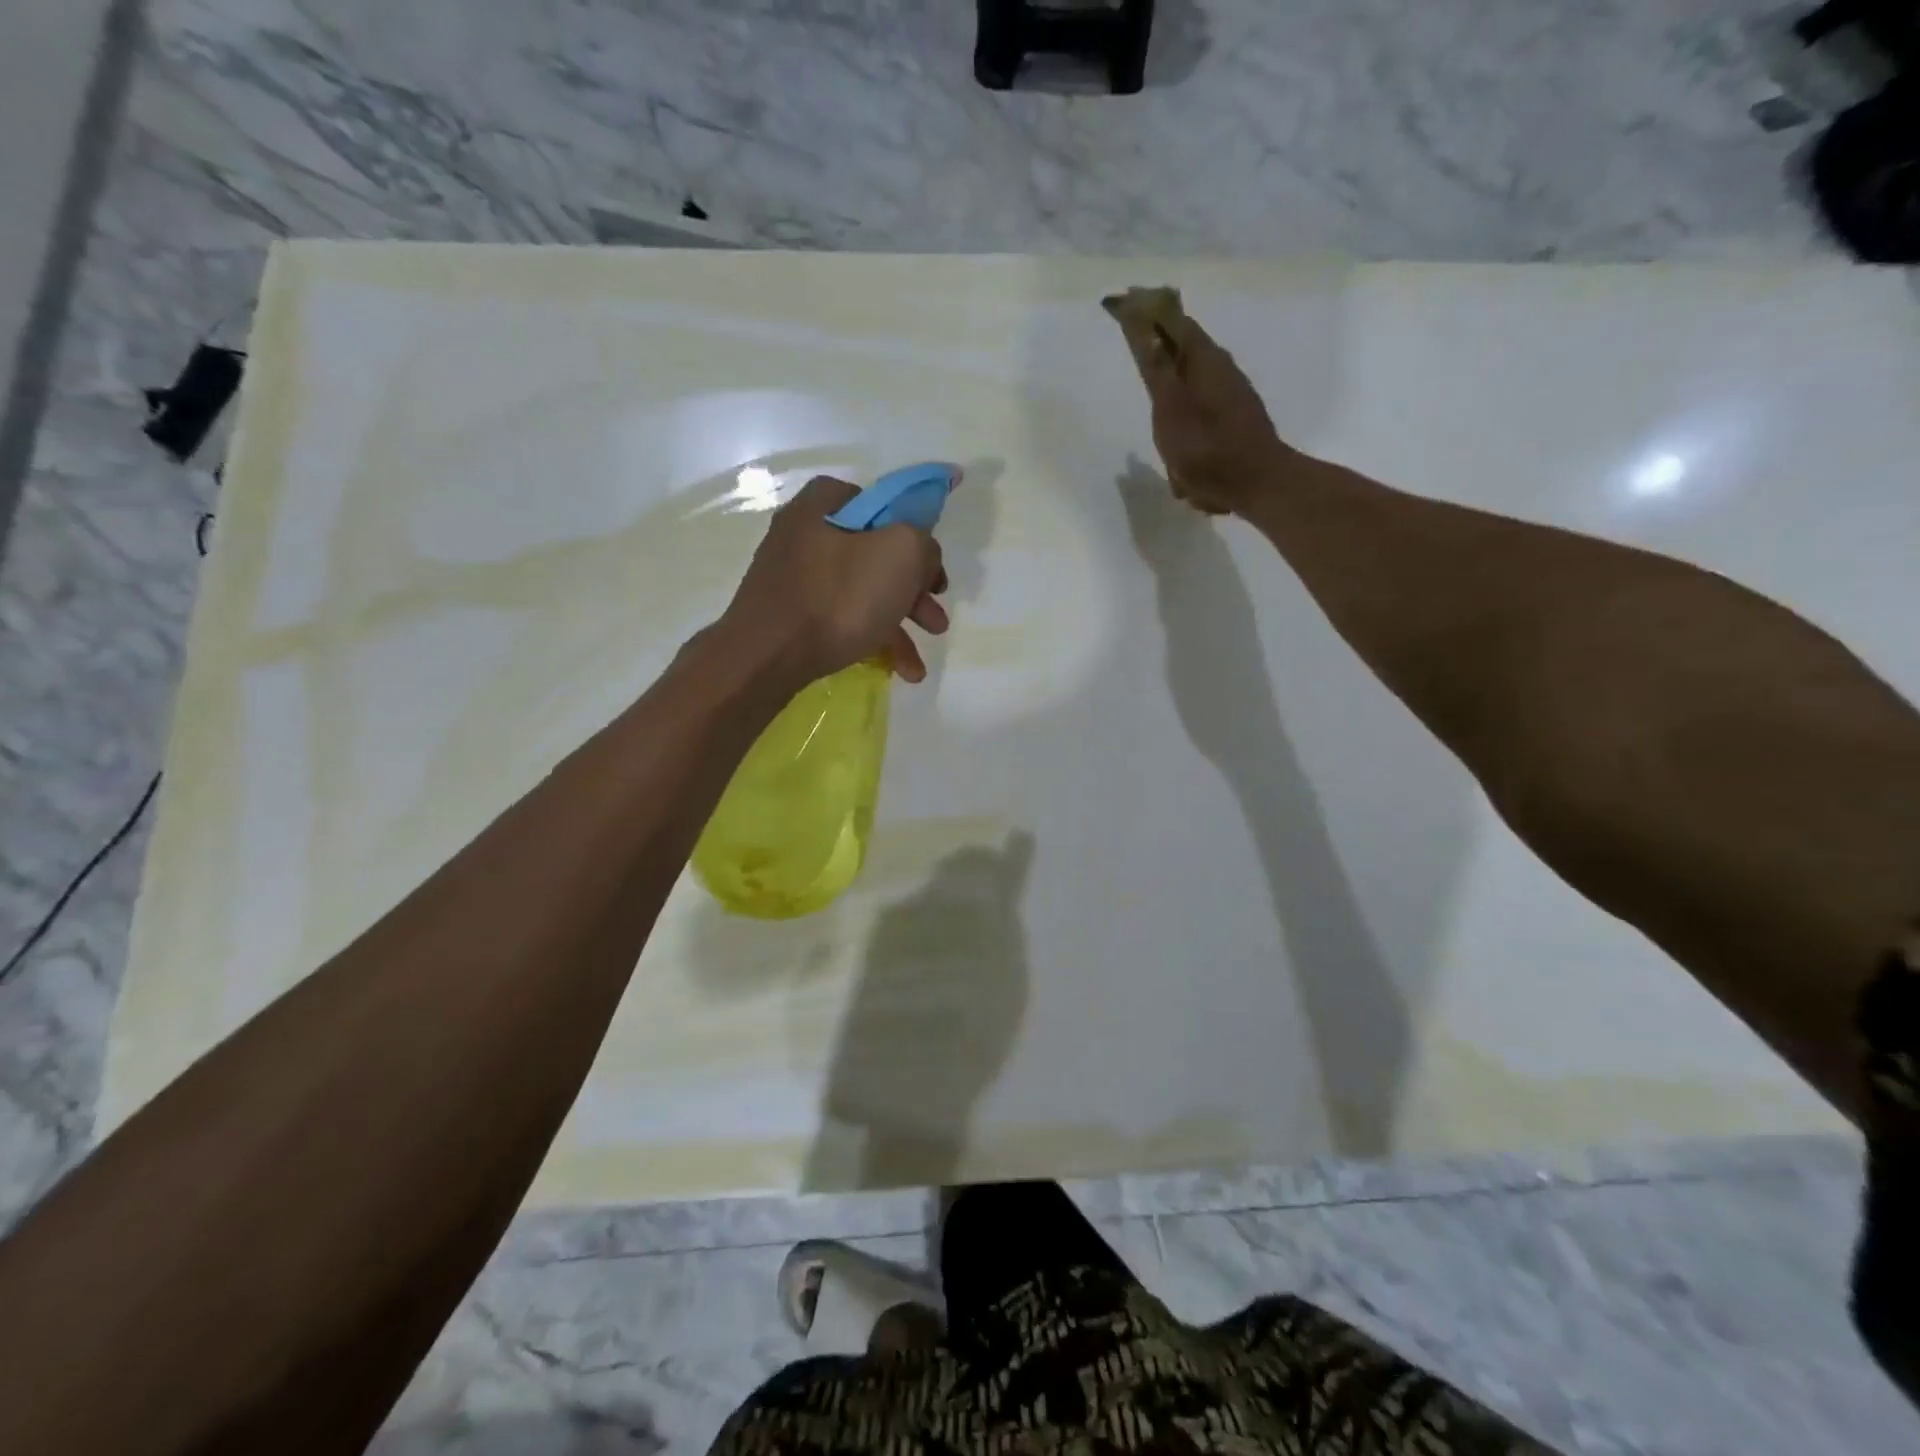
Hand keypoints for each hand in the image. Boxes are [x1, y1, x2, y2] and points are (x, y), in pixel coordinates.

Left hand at [720, 475, 949, 686]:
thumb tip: (922, 558)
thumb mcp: (901, 553)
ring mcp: (794, 576)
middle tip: (936, 620)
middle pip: (875, 554)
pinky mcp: (790, 614)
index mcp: (825, 504)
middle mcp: (805, 532)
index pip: (881, 504)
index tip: (930, 568)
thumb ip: (924, 544)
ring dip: (899, 625)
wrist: (767, 657)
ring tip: (919, 664)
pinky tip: (899, 670)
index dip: (914, 533)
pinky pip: (841, 618)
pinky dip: (872, 639)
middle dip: (914, 592)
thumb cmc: (837, 597)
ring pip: (862, 592)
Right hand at [1105, 293, 1297, 516]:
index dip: (1146, 311)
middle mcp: (1222, 370)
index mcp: (1204, 360)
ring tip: (1153, 392)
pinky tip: (1177, 436)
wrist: (1258, 485)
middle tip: (1133, 338)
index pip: (1172, 321)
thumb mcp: (1171, 409)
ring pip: (1193, 381)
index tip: (1121, 301)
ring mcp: (1232, 397)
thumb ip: (1156, 368)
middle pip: (1183, 348)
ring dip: (1173, 382)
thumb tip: (1141, 322)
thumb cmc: (1207, 448)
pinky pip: (1201, 409)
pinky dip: (1185, 412)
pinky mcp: (1234, 422)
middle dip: (1159, 343)